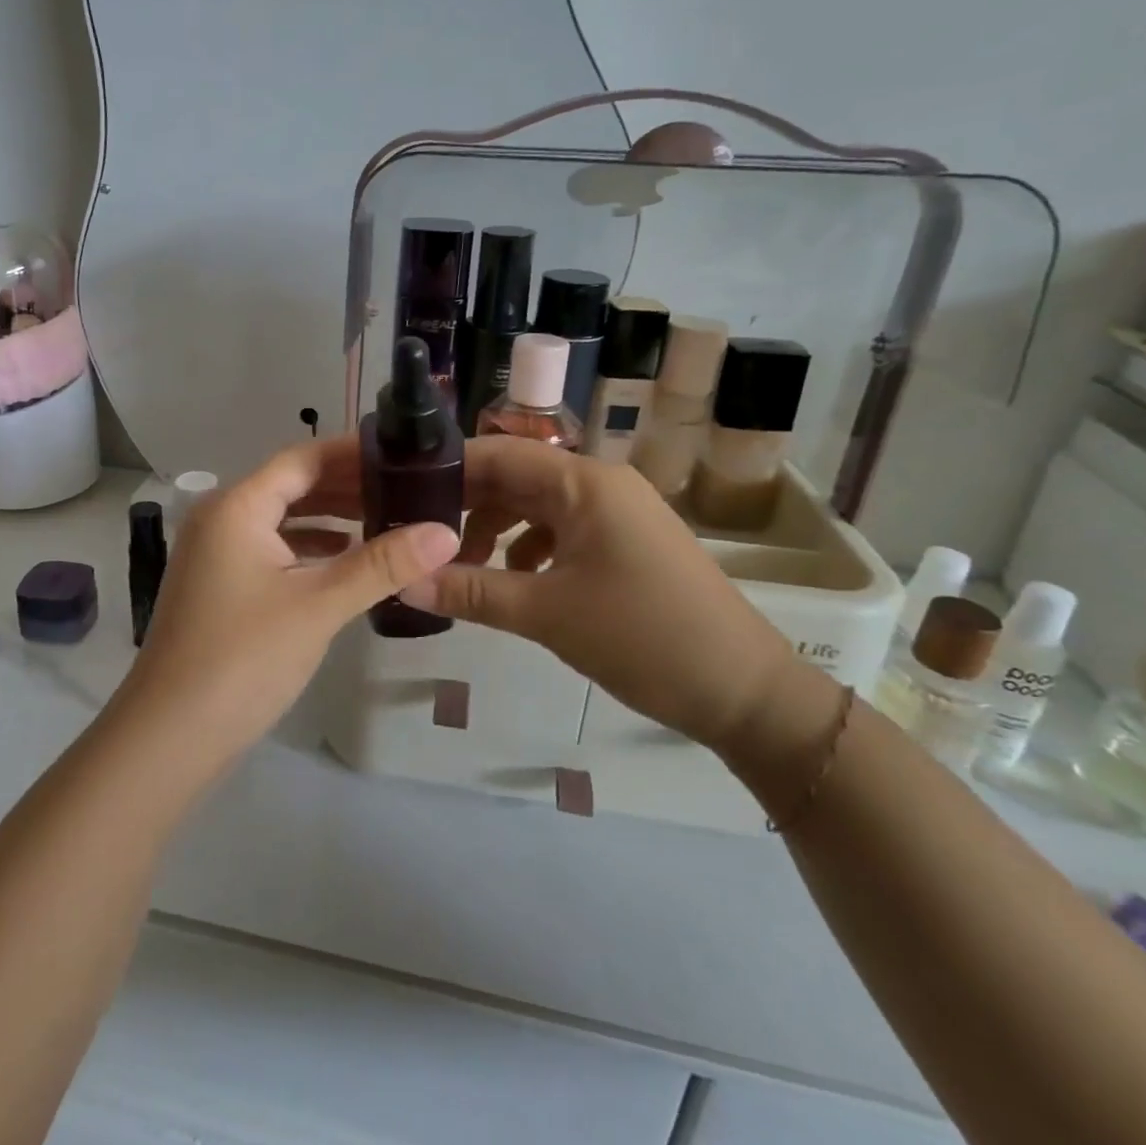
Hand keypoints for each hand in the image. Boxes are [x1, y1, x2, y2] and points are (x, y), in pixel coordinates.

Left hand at [110, 438, 459, 774]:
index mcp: (237, 506)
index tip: (402, 455)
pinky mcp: (218, 583)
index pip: (303, 459)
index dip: (352, 453)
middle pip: (291, 485)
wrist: (170, 735)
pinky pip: (270, 548)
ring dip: (328, 517)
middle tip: (405, 489)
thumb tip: (445, 532)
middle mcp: (221, 517)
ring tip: (385, 518)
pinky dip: (307, 547)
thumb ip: (381, 564)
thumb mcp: (319, 605)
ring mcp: (215, 552)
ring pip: (281, 518)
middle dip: (346, 486)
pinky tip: (343, 558)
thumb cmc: (244, 658)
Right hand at [400, 436, 795, 750]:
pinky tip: (514, 582)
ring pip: (536, 506)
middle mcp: (600, 484)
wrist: (746, 691)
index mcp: (584, 482)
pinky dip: (529, 549)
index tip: (399, 494)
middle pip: (515, 478)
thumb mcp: (547, 614)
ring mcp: (616, 513)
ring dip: (496, 531)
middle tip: (417, 536)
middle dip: (466, 505)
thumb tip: (402, 582)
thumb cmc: (643, 638)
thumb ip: (470, 593)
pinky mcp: (625, 542)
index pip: (498, 453)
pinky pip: (562, 530)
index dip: (447, 469)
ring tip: (462, 568)